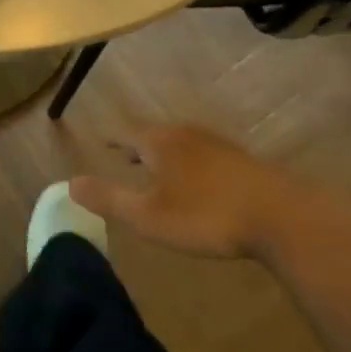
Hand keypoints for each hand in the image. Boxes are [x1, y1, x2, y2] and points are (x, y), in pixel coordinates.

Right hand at [69, 125, 305, 258]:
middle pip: (154, 135)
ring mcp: (217, 145)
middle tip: (125, 156)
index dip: (112, 140)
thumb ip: (109, 199)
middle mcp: (185, 135)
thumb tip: (69, 183)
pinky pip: (204, 155)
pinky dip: (190, 163)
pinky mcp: (242, 161)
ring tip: (158, 168)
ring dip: (165, 154)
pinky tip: (199, 182)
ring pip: (181, 144)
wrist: (281, 216)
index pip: (126, 135)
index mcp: (159, 143)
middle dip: (138, 146)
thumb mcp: (148, 216)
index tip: (101, 141)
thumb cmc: (205, 215)